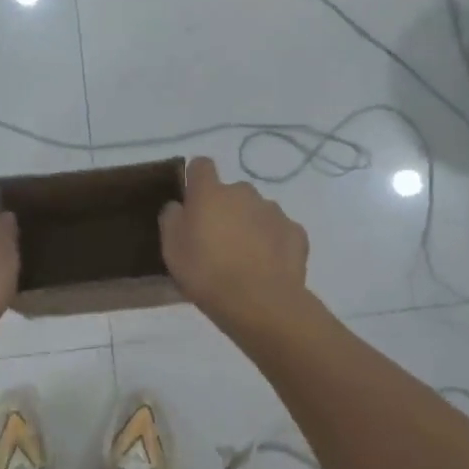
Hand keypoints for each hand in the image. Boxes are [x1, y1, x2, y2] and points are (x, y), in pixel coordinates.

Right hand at [158, 158, 310, 331]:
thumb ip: (172, 219)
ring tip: (245, 258)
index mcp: (210, 193)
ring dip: (250, 225)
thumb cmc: (207, 273)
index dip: (196, 178)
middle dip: (225, 209)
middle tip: (217, 241)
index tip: (192, 200)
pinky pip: (279, 231)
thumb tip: (179, 206)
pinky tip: (268, 267)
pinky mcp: (296, 232)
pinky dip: (273, 243)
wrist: (260, 302)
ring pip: (257, 211)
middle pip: (231, 192)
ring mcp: (273, 211)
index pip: (201, 165)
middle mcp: (243, 192)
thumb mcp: (172, 250)